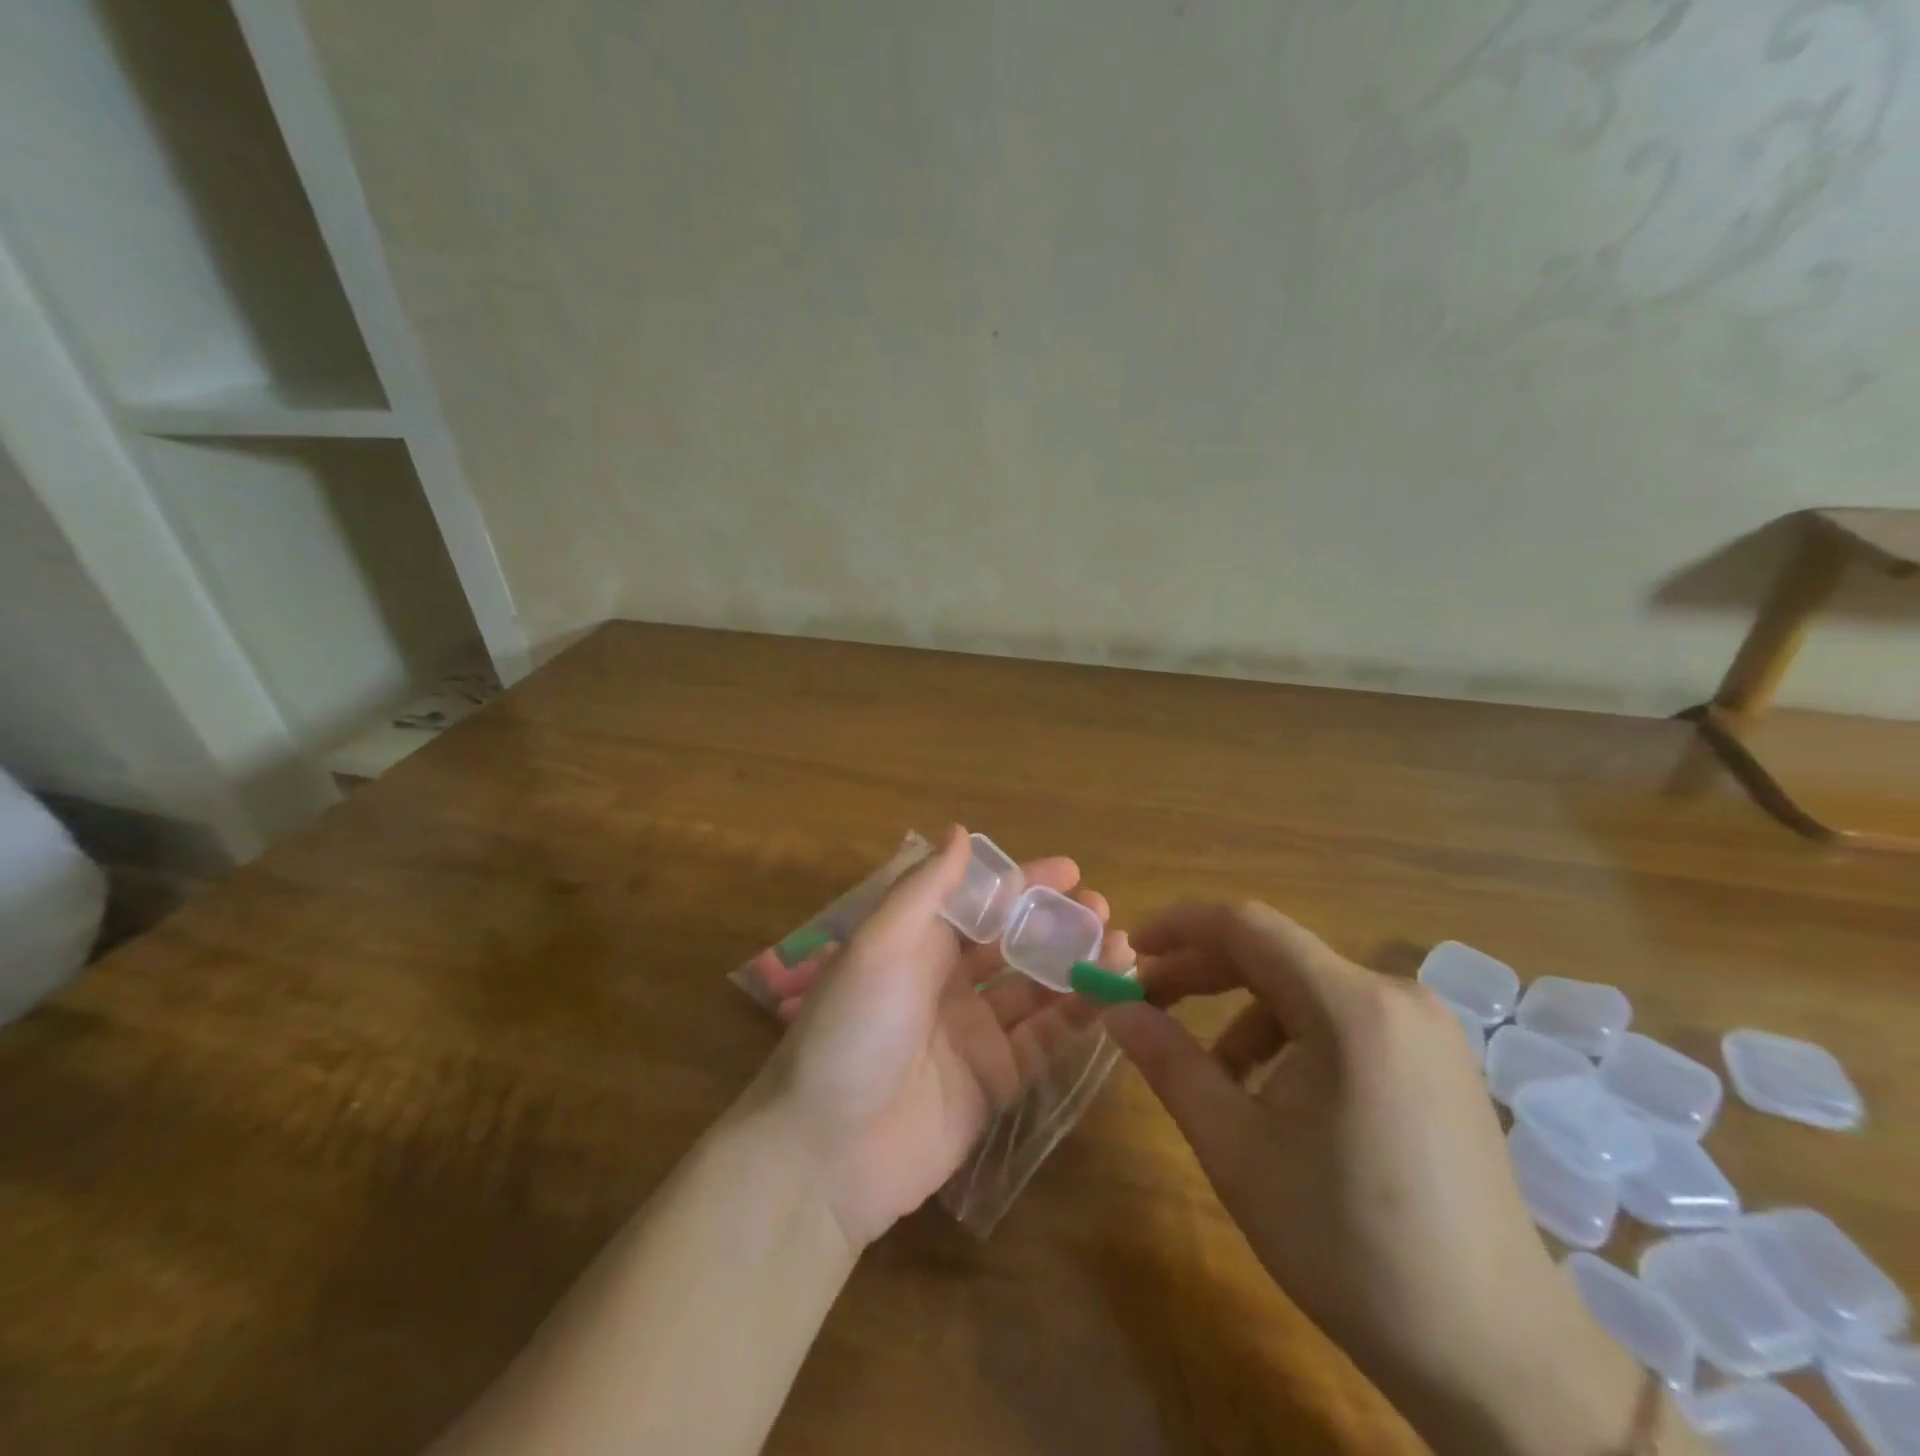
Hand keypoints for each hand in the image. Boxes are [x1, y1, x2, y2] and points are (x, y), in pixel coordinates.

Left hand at [746, 826, 1130, 1249]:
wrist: (828, 1152)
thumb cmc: (853, 1029)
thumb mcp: (881, 944)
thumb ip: (926, 888)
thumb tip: (960, 830)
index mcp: (914, 945)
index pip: (977, 902)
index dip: (1021, 883)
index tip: (1069, 870)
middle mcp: (945, 983)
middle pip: (1011, 943)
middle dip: (1055, 922)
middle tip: (1102, 908)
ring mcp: (972, 1033)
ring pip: (1035, 988)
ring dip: (1074, 963)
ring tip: (1119, 944)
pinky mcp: (995, 1081)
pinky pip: (1044, 1039)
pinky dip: (1077, 1014)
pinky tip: (1111, 991)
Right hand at [1104, 903, 1690, 1455]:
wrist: (1497, 1356)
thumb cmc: (1350, 1245)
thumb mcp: (1236, 1148)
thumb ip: (1168, 1062)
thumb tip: (1115, 1008)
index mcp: (1352, 1007)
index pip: (1246, 925)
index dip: (1179, 927)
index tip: (1130, 952)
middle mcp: (1396, 994)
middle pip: (1276, 953)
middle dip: (1203, 972)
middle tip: (1147, 1004)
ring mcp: (1426, 1026)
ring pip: (1306, 987)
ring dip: (1244, 1012)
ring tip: (1212, 1074)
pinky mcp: (1437, 1058)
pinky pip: (1343, 1018)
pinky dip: (1291, 1036)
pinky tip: (1275, 1094)